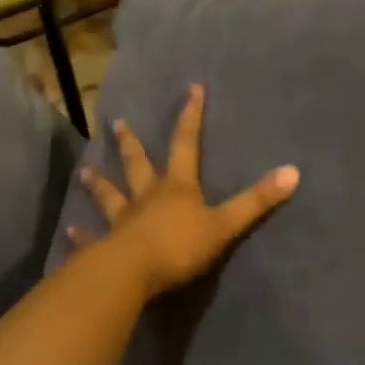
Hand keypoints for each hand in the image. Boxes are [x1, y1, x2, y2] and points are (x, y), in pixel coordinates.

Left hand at [69, 84, 298, 298]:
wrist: (131, 275)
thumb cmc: (179, 246)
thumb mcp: (225, 224)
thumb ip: (257, 201)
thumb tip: (294, 172)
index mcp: (177, 187)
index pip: (186, 144)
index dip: (191, 117)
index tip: (191, 90)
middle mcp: (147, 197)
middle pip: (139, 165)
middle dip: (132, 144)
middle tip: (118, 123)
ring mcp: (123, 222)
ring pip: (111, 196)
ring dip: (100, 184)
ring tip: (86, 170)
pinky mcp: (105, 248)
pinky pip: (93, 238)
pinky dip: (83, 235)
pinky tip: (71, 230)